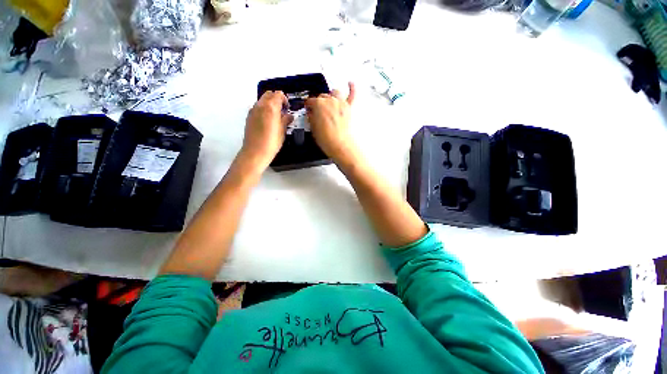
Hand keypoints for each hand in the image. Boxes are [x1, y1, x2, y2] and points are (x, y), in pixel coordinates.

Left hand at [241, 91, 293, 169]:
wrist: (255, 151)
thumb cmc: (272, 142)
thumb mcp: (283, 131)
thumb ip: (286, 120)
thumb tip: (289, 116)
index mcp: (271, 107)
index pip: (278, 94)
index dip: (285, 99)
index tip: (288, 108)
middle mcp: (260, 105)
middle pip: (269, 94)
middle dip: (277, 99)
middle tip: (283, 110)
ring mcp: (253, 110)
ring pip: (262, 100)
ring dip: (270, 104)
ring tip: (276, 116)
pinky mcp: (249, 116)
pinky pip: (258, 107)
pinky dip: (264, 109)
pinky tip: (268, 121)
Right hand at [305, 82, 356, 164]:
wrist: (340, 146)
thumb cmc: (327, 139)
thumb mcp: (313, 128)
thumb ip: (311, 117)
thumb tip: (311, 113)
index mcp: (318, 104)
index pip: (310, 101)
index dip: (308, 105)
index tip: (308, 108)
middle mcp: (330, 100)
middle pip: (322, 96)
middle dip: (319, 102)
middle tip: (318, 109)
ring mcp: (341, 103)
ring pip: (335, 92)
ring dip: (332, 95)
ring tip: (330, 100)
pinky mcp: (349, 108)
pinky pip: (353, 94)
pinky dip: (352, 88)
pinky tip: (350, 83)